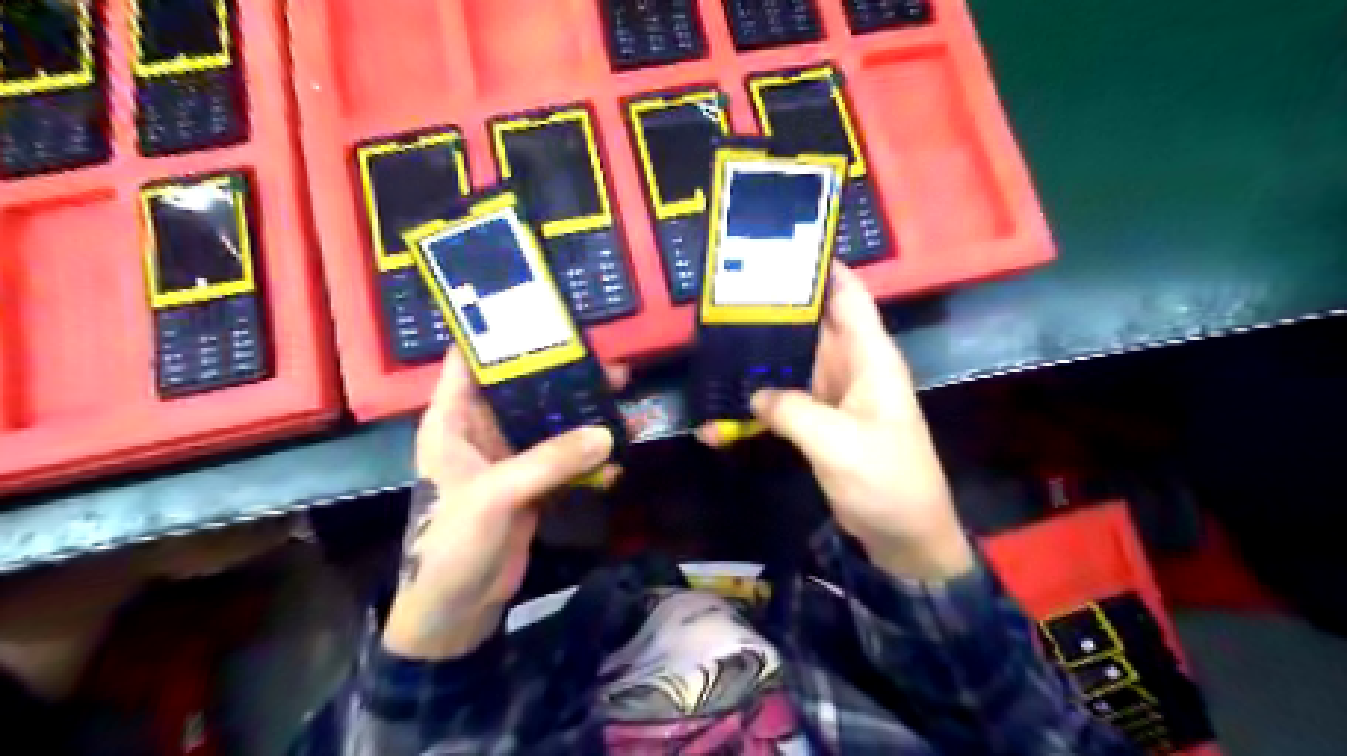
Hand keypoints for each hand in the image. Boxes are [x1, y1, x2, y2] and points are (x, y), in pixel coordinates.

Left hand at [384, 350, 626, 658]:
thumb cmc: (453, 545)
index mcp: (452, 422)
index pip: (470, 362)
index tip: (543, 315)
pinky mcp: (531, 485)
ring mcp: (509, 459)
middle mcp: (480, 432)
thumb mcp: (496, 496)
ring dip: (583, 416)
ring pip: (549, 424)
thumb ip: (549, 461)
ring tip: (623, 399)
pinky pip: (564, 460)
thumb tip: (606, 432)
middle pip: (523, 390)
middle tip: (606, 363)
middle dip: (563, 376)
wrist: (456, 612)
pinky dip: (589, 458)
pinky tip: (617, 458)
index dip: (500, 335)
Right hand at [726, 263, 968, 579]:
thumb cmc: (888, 482)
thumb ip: (795, 412)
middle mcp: (852, 368)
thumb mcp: (840, 445)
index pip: (849, 297)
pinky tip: (727, 403)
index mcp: (870, 359)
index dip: (822, 268)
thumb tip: (755, 395)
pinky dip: (761, 399)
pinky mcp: (821, 421)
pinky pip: (786, 399)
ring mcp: (834, 395)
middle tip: (727, 293)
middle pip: (812, 324)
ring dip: (762, 354)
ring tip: (717, 338)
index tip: (781, 247)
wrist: (905, 537)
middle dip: (776, 308)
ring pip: (794, 360)